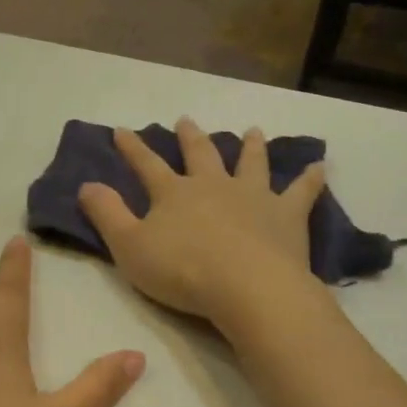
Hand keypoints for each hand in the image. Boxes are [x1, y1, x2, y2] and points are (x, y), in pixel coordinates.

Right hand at [78, 118, 325, 325]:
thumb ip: (107, 214)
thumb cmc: (182, 271)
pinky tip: (319, 167)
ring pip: (251, 163)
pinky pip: (301, 192)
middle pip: (200, 155)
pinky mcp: (287, 215)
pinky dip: (309, 179)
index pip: (147, 165)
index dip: (132, 148)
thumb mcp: (129, 247)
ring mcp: (254, 196)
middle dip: (190, 137)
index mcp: (174, 193)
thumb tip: (86, 184)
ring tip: (252, 131)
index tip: (122, 130)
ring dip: (250, 147)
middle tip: (186, 120)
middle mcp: (214, 185)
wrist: (246, 287)